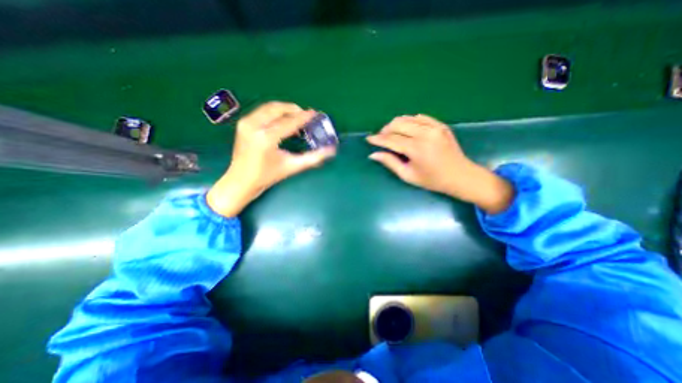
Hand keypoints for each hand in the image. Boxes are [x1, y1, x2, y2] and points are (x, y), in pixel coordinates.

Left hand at [209, 102, 334, 215]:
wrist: (241, 181)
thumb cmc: (267, 176)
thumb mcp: (292, 167)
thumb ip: (313, 158)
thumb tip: (330, 151)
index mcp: (266, 138)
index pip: (289, 122)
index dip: (304, 117)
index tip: (315, 114)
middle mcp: (254, 126)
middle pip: (278, 109)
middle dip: (294, 109)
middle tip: (306, 115)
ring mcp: (246, 123)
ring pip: (269, 107)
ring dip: (285, 110)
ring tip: (296, 118)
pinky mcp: (243, 124)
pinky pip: (262, 112)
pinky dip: (275, 113)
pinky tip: (283, 121)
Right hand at [365, 113, 513, 215]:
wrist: (460, 176)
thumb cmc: (432, 180)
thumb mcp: (408, 175)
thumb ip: (390, 162)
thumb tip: (373, 154)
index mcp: (416, 149)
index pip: (391, 140)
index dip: (378, 139)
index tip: (369, 139)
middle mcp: (425, 134)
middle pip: (397, 124)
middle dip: (385, 130)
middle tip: (381, 138)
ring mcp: (434, 127)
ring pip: (407, 118)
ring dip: (396, 124)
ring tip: (391, 133)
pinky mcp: (440, 125)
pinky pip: (420, 117)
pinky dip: (410, 121)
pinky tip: (407, 129)